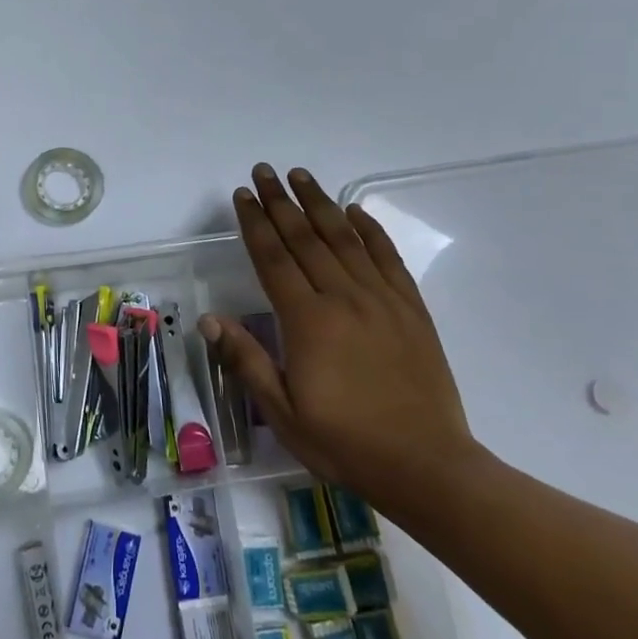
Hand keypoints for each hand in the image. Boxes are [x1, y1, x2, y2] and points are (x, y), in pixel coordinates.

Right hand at [201, 164, 486, 523]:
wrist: (428, 467)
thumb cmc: (346, 443)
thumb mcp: (284, 413)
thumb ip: (247, 360)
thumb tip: (209, 320)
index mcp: (308, 321)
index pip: (273, 259)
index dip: (255, 223)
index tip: (242, 195)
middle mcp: (343, 298)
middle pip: (305, 238)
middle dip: (280, 201)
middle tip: (264, 171)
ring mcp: (381, 299)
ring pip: (344, 238)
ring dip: (319, 204)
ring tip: (300, 176)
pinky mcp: (411, 308)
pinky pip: (387, 257)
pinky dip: (370, 230)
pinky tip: (355, 212)